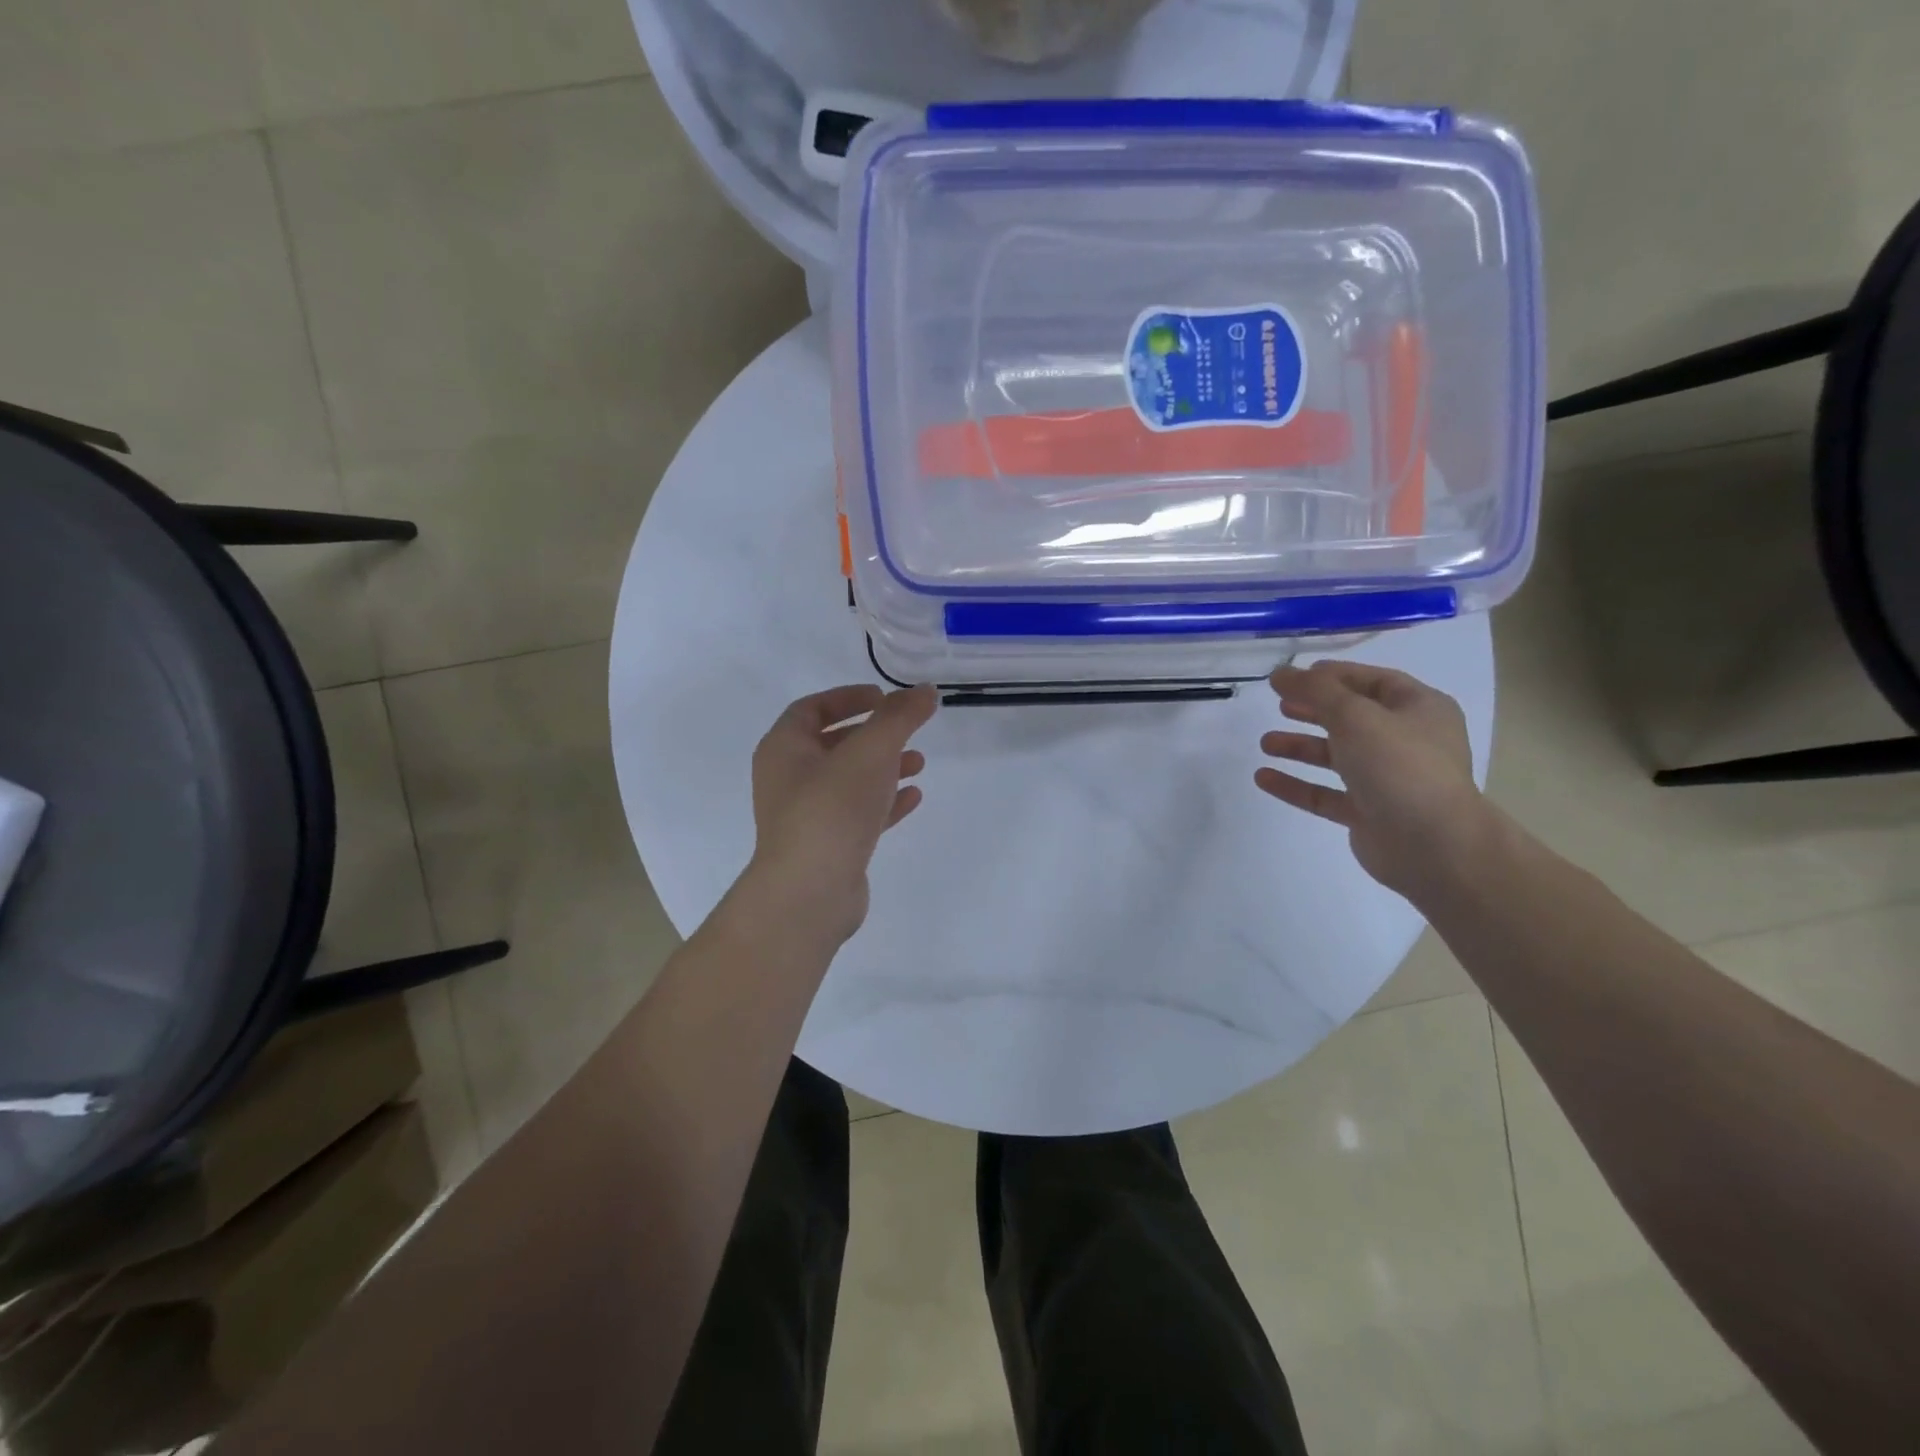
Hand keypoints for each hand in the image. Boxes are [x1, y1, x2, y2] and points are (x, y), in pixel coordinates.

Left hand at [746, 684, 936, 945]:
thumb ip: (900, 717)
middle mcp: (788, 779)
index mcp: (783, 748)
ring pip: (848, 781)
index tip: (883, 697)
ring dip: (883, 768)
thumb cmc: (833, 808)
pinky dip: (883, 802)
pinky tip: (913, 798)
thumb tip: (924, 691)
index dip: (847, 697)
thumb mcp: (871, 751)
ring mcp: (806, 816)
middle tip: (906, 729)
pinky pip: (857, 815)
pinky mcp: (826, 847)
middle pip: (832, 744)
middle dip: (873, 734)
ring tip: (919, 763)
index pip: (812, 709)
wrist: (810, 892)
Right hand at [1256, 660, 1487, 897]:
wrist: (1432, 845)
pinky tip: (1263, 777)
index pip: (1374, 682)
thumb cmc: (1400, 766)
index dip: (1335, 676)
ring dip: (1300, 748)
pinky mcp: (1368, 814)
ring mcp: (1388, 780)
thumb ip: (1314, 691)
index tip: (1296, 676)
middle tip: (1279, 706)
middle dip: (1314, 711)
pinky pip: (1326, 794)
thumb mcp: (1355, 715)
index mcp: (1419, 709)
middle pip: (1353, 719)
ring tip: (1265, 743)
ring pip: (1337, 757)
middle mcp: (1407, 742)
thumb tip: (1280, 673)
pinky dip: (1296, 785)